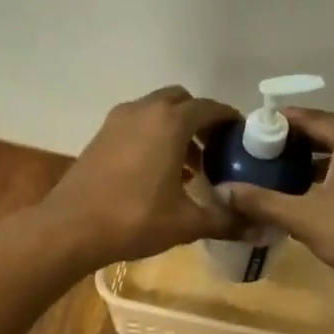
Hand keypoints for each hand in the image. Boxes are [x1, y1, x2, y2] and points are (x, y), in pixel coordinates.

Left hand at [40, 86, 239, 269]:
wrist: (71, 227)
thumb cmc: (135, 219)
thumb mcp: (187, 223)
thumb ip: (226, 221)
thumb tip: (262, 231)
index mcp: (170, 122)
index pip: (210, 108)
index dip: (229, 120)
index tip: (243, 137)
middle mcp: (144, 111)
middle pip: (181, 102)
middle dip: (201, 121)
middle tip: (215, 150)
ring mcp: (118, 121)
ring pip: (156, 112)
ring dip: (176, 130)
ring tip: (190, 166)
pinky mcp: (101, 135)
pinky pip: (137, 124)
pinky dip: (153, 137)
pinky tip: (160, 173)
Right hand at [221, 108, 333, 296]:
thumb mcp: (304, 218)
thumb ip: (262, 200)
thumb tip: (223, 192)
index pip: (311, 119)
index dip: (279, 125)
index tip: (252, 132)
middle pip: (331, 133)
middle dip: (298, 144)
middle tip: (264, 156)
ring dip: (319, 161)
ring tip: (285, 175)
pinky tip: (318, 192)